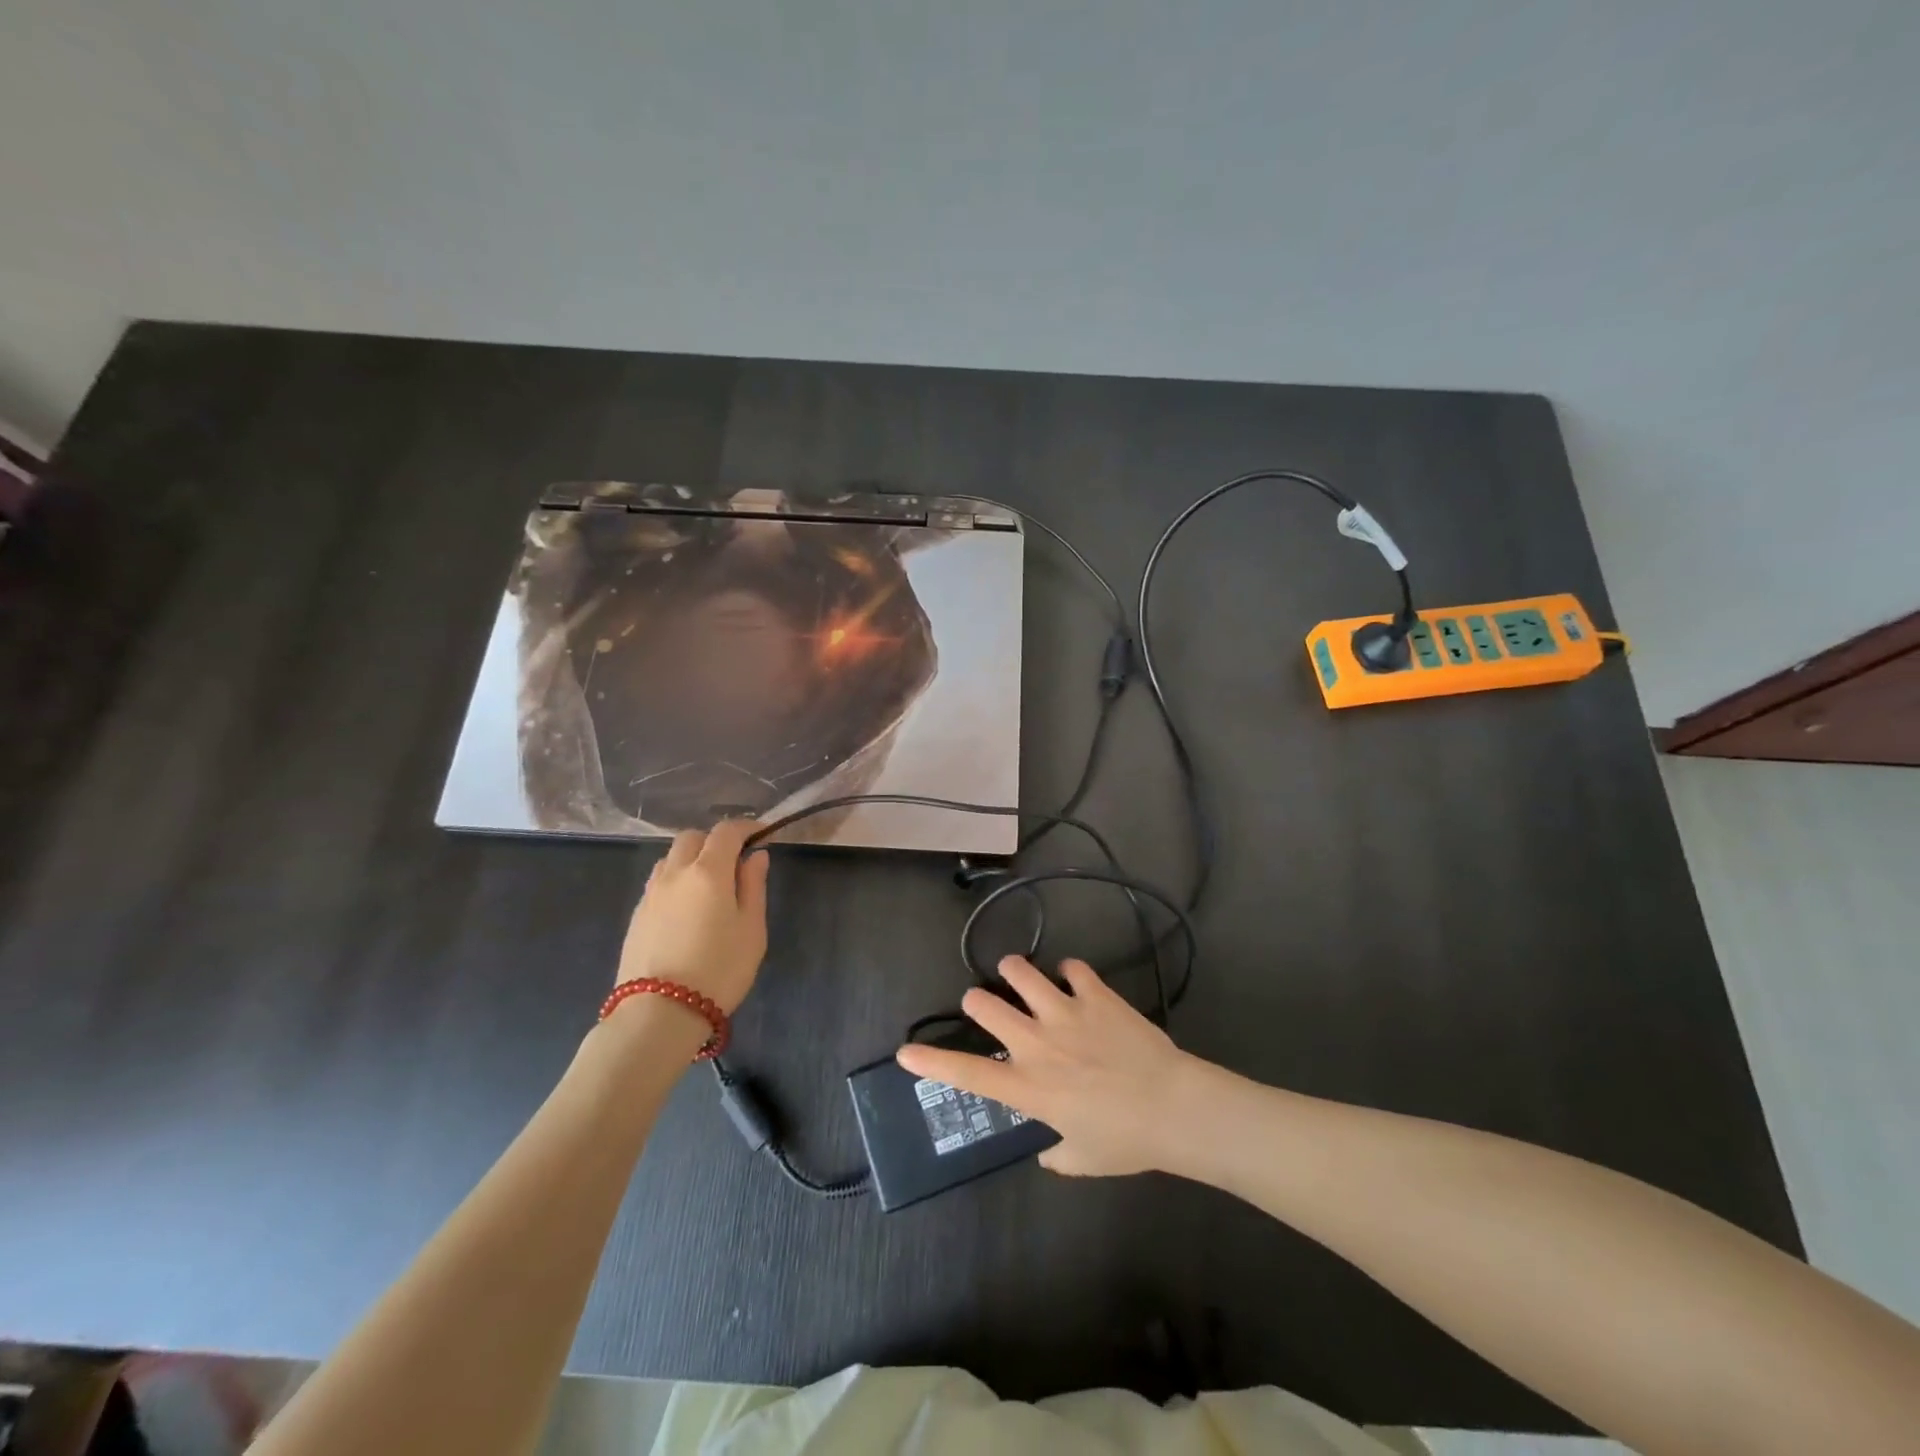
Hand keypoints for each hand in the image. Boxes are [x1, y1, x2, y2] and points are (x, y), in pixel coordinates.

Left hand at [617, 819, 769, 1013]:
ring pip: (671, 858)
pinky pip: (659, 882)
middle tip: (734, 861)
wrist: (659, 1013)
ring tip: (709, 884)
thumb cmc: (719, 969)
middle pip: (692, 837)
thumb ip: (753, 886)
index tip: (761, 835)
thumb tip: (755, 856)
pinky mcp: (636, 915)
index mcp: (708, 871)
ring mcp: (651, 893)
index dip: (746, 827)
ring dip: (691, 859)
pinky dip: (676, 880)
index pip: (726, 831)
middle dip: (715, 840)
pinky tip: (687, 907)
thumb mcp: (752, 929)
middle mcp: (675, 873)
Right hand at [895, 955, 1197, 1176]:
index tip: (906, 1052)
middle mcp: (1037, 1043)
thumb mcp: (1083, 1159)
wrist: (1174, 1106)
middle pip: (984, 1005)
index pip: (967, 1074)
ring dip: (1013, 972)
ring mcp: (1065, 1012)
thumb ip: (1057, 1155)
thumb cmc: (1126, 1140)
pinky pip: (1071, 967)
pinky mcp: (1094, 994)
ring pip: (1019, 972)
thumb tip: (1048, 1152)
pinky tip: (1073, 979)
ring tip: (1016, 975)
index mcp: (1028, 1087)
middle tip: (984, 1005)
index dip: (931, 1062)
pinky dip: (1068, 971)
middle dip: (976, 1001)